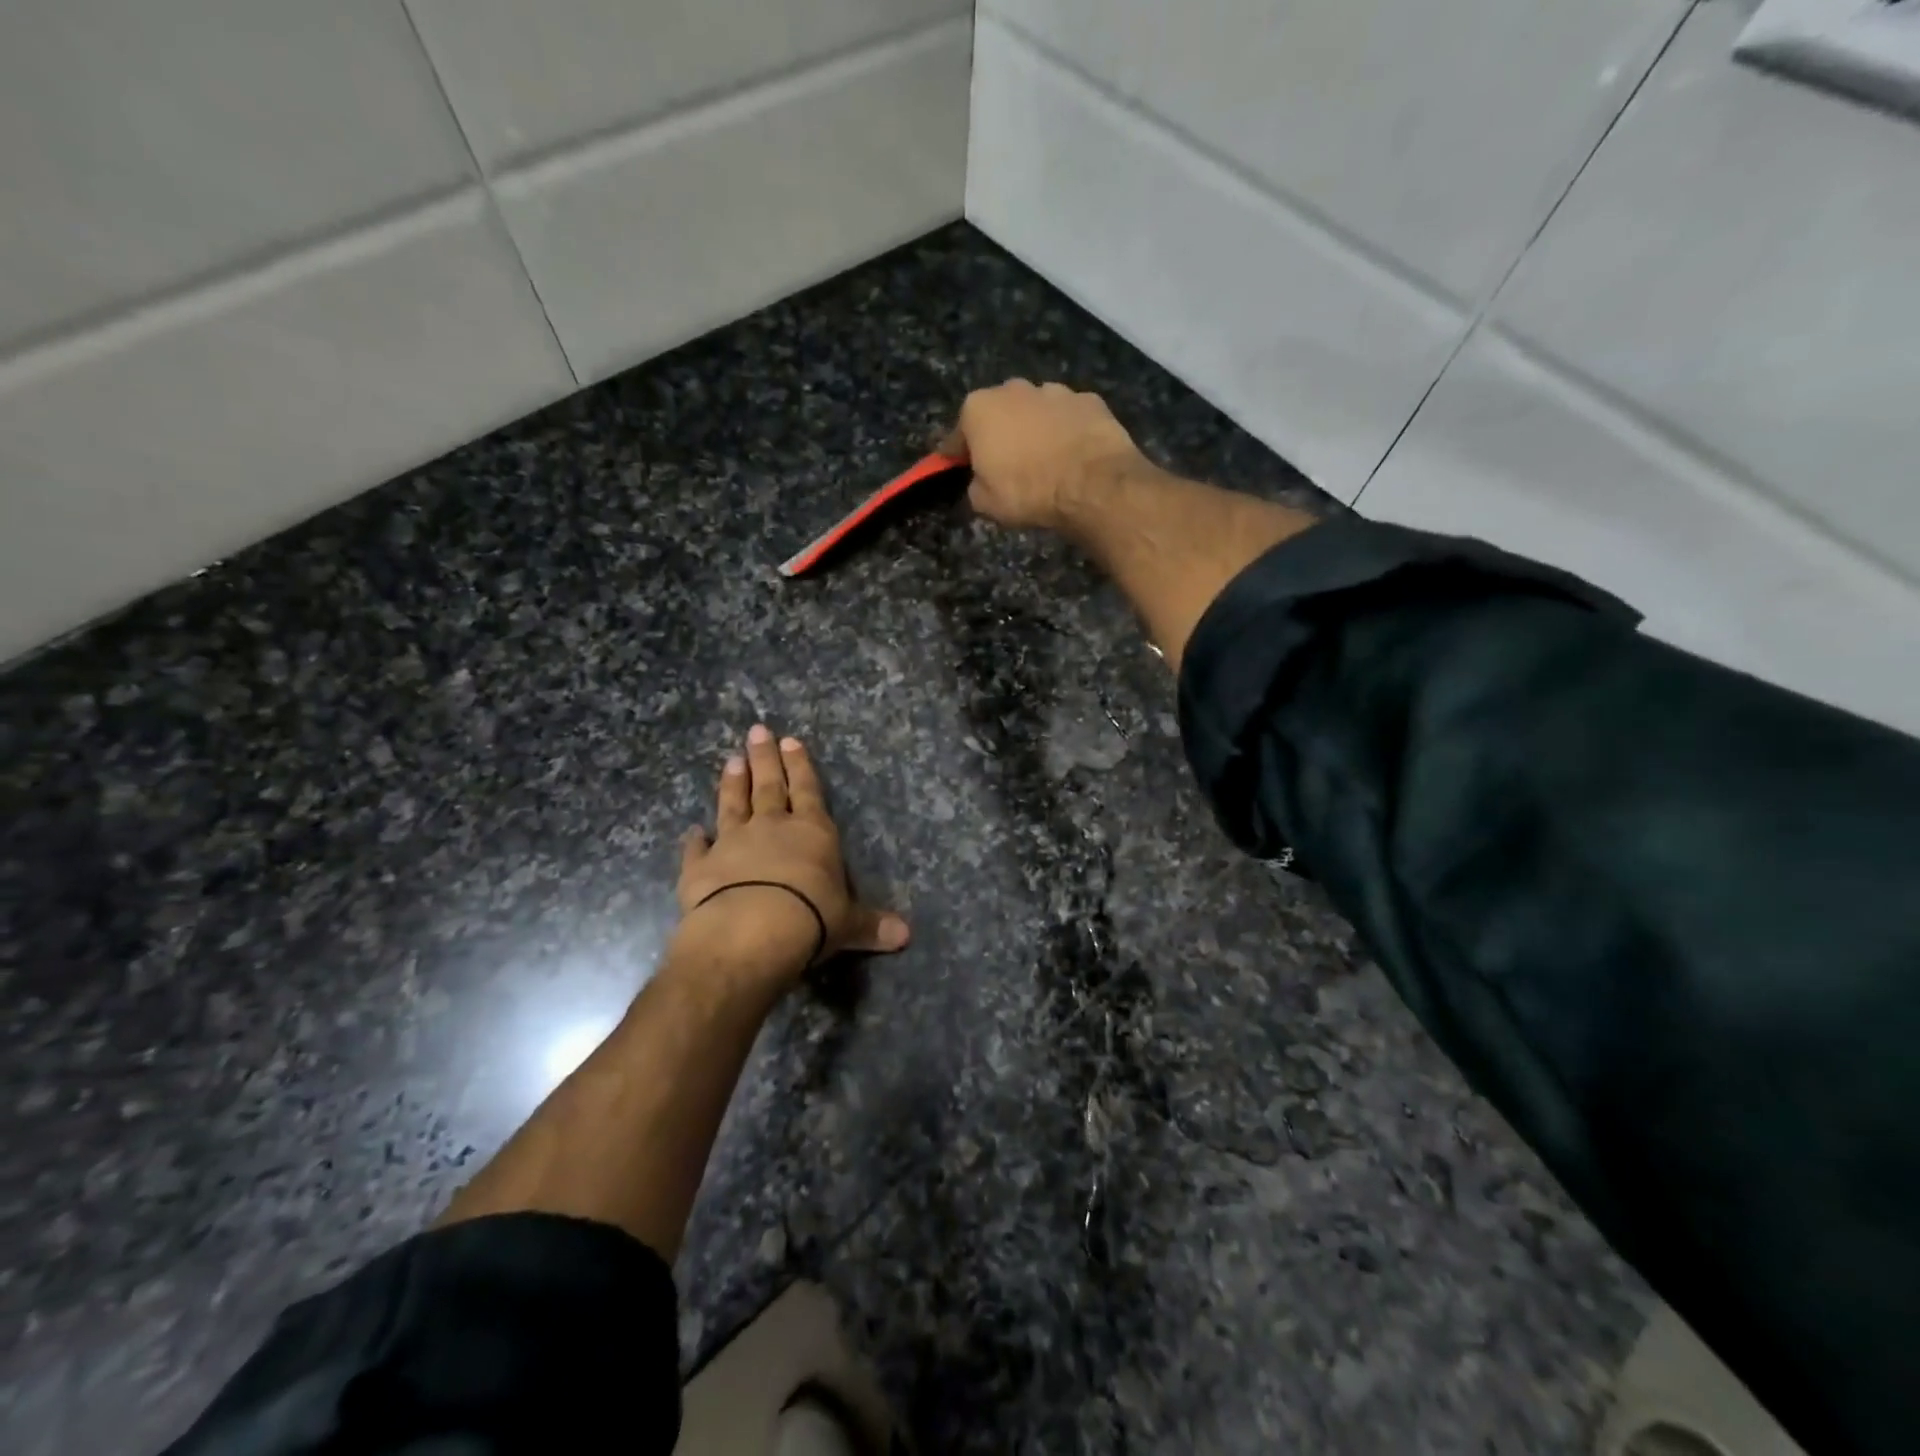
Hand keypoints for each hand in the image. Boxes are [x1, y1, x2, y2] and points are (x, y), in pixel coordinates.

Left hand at [674, 725, 908, 991]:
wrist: (750, 932)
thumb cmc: (810, 918)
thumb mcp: (849, 924)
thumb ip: (872, 925)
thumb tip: (906, 936)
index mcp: (811, 832)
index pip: (807, 790)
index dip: (800, 766)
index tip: (790, 740)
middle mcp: (770, 828)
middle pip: (768, 786)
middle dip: (764, 758)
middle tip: (756, 732)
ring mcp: (731, 843)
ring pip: (732, 805)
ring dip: (731, 784)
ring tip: (730, 761)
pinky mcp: (700, 867)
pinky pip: (696, 849)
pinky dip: (694, 840)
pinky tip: (691, 831)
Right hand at [940, 380, 1147, 530]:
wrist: (1092, 484)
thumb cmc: (1027, 492)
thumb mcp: (985, 503)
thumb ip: (975, 485)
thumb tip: (981, 481)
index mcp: (979, 408)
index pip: (957, 435)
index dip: (958, 456)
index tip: (961, 470)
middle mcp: (1013, 388)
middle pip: (998, 414)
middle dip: (999, 434)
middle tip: (1007, 465)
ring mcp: (1055, 390)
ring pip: (1036, 410)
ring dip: (1035, 429)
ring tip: (1045, 459)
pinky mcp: (1089, 400)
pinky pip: (1069, 417)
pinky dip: (1068, 430)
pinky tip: (1073, 454)